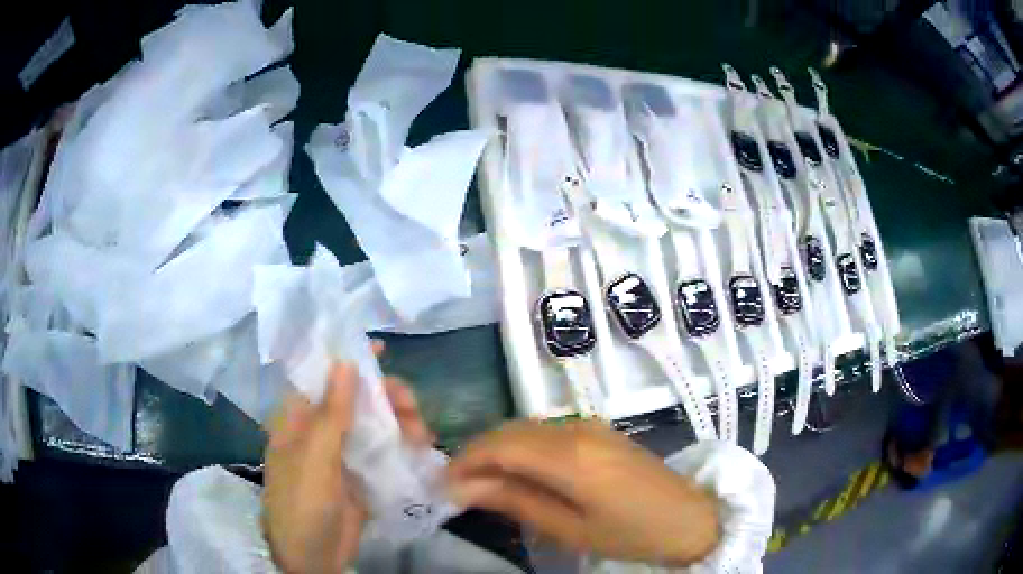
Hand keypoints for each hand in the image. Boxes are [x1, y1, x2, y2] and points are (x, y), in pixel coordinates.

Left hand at [262, 346, 432, 573]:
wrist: (313, 558)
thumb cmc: (302, 505)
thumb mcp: (314, 459)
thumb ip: (331, 414)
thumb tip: (345, 362)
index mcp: (297, 420)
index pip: (321, 377)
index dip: (347, 359)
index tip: (380, 348)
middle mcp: (320, 431)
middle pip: (355, 399)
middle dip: (384, 396)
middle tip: (411, 405)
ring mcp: (342, 454)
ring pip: (374, 424)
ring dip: (400, 422)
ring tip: (423, 434)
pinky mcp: (362, 475)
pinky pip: (384, 451)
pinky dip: (403, 445)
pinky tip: (422, 449)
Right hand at [447, 420, 719, 565]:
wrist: (691, 517)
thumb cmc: (632, 534)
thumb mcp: (571, 529)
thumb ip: (516, 501)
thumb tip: (465, 488)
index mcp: (570, 456)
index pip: (499, 445)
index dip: (465, 461)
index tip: (442, 485)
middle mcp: (575, 429)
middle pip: (508, 431)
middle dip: (476, 455)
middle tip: (459, 488)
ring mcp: (589, 424)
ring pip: (525, 428)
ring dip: (498, 451)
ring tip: (483, 484)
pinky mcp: (598, 429)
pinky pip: (546, 431)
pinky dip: (522, 448)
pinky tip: (519, 473)